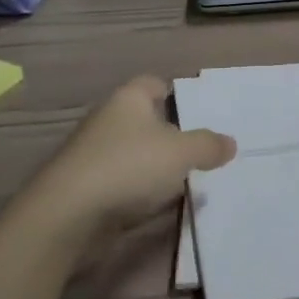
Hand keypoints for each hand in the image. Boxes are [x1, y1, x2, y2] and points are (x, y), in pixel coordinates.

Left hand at [28, 76, 235, 238]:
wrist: (68, 214)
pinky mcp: (87, 187)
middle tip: (204, 150)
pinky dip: (140, 191)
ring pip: (135, 153)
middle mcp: (109, 119)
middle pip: (146, 120)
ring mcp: (94, 154)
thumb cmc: (129, 167)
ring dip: (156, 166)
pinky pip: (123, 183)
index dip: (178, 94)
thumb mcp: (181, 153)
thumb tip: (230, 142)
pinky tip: (160, 205)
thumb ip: (208, 145)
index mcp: (128, 99)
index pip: (155, 84)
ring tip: (189, 180)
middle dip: (171, 134)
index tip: (200, 113)